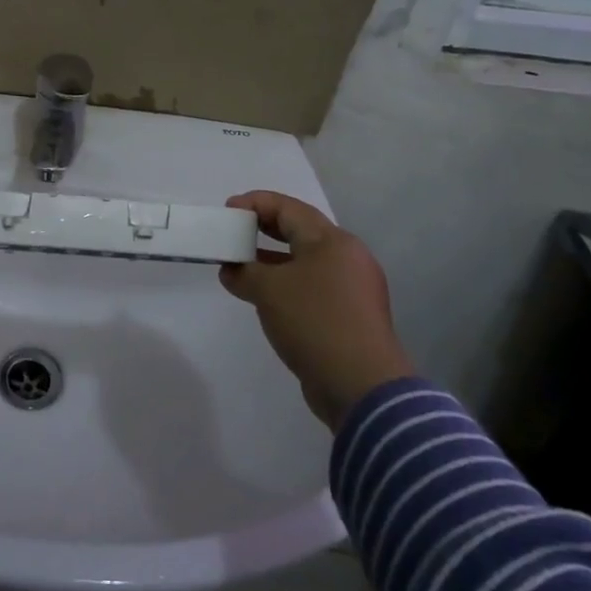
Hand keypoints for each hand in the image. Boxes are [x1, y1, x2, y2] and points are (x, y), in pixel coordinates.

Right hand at [221, 191, 414, 430]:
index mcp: (332, 241)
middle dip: (263, 230)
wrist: (362, 387)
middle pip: (299, 232)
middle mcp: (347, 258)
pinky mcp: (350, 316)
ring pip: (305, 262)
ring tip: (239, 267)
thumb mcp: (268, 290)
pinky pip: (312, 287)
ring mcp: (352, 289)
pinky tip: (263, 297)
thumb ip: (244, 272)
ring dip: (271, 262)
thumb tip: (232, 270)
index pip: (289, 208)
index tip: (228, 211)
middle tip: (234, 233)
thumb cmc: (314, 322)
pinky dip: (286, 285)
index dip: (255, 204)